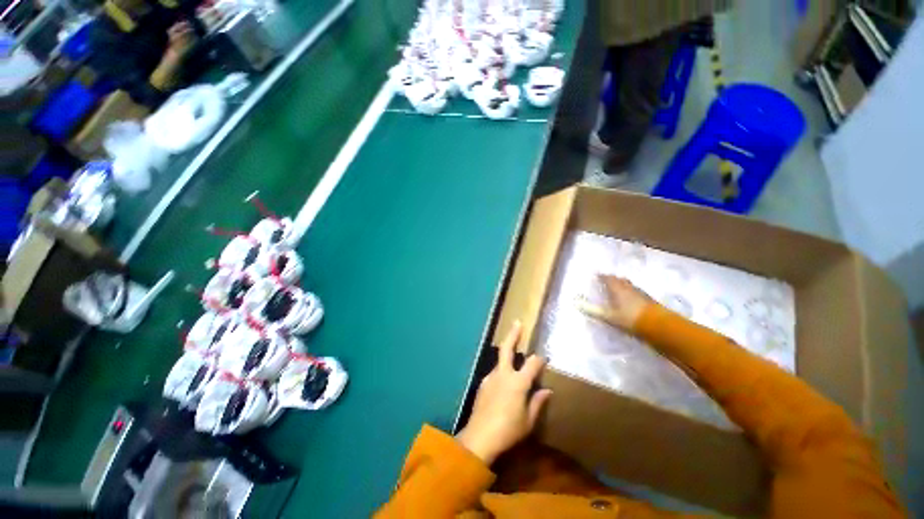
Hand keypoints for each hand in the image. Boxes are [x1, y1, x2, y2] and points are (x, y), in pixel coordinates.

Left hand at [456, 321, 552, 464]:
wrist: (480, 437)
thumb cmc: (509, 430)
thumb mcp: (528, 421)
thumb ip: (537, 402)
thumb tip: (547, 390)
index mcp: (518, 382)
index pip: (532, 363)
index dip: (539, 359)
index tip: (544, 357)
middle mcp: (503, 374)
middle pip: (507, 348)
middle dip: (513, 334)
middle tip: (517, 322)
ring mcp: (490, 377)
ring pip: (500, 361)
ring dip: (506, 357)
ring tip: (513, 360)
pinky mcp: (482, 383)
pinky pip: (494, 374)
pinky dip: (501, 373)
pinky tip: (503, 385)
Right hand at [579, 275, 652, 330]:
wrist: (658, 325)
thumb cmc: (629, 318)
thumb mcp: (609, 316)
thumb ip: (593, 310)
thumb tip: (576, 303)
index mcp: (617, 288)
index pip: (608, 278)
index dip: (601, 276)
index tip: (596, 276)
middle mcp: (628, 287)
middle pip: (619, 279)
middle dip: (612, 279)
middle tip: (606, 281)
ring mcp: (640, 292)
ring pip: (629, 285)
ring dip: (622, 285)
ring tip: (617, 289)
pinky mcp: (648, 299)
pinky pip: (636, 291)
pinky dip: (630, 292)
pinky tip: (630, 298)